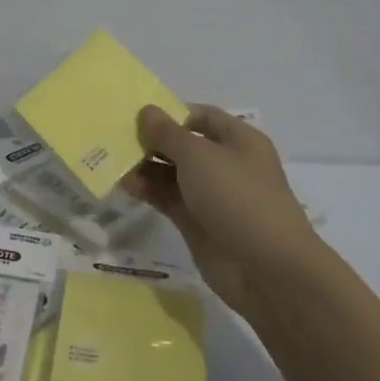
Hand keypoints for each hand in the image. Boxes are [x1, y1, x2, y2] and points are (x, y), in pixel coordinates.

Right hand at [123, 104, 313, 323]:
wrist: (266, 269)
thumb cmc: (237, 197)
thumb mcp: (199, 156)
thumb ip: (167, 133)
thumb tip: (147, 111)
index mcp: (238, 140)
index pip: (201, 117)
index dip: (171, 114)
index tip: (137, 116)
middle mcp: (225, 164)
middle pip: (183, 145)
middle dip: (152, 140)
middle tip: (116, 138)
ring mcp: (211, 196)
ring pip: (172, 173)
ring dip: (145, 166)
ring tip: (113, 162)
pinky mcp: (197, 223)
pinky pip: (168, 199)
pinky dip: (148, 191)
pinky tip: (124, 185)